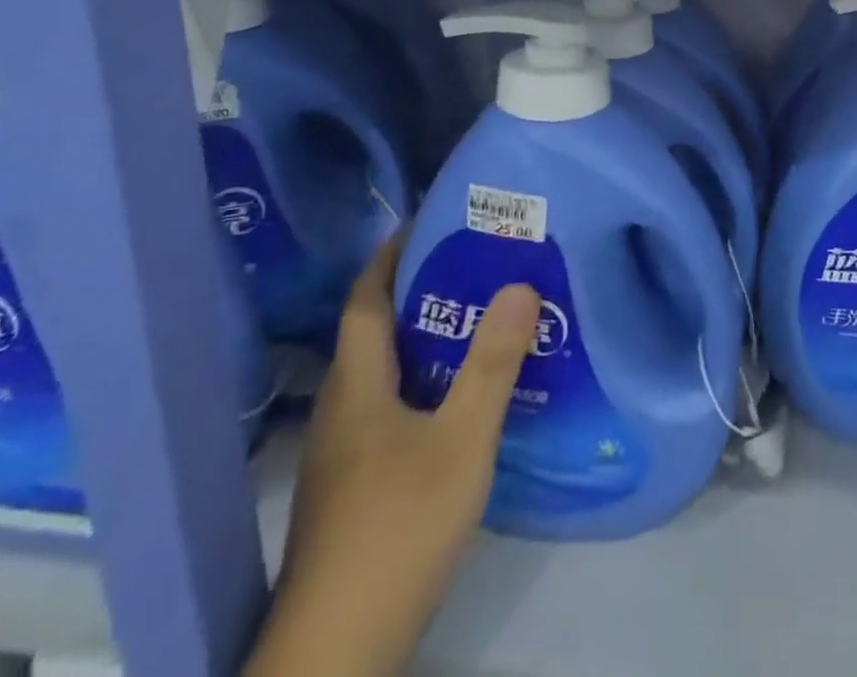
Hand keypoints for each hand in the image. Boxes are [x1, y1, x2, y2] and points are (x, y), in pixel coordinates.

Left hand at [247, 239, 539, 676]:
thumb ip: (492, 363)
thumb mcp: (461, 440)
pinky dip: (421, 386)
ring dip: (423, 341)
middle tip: (474, 267)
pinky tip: (458, 404)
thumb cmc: (398, 527)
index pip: (365, 299)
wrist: (336, 653)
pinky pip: (388, 410)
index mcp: (357, 386)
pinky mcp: (352, 490)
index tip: (426, 223)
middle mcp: (341, 410)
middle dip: (418, 293)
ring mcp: (342, 456)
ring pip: (382, 375)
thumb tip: (520, 284)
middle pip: (374, 333)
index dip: (390, 256)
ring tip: (477, 325)